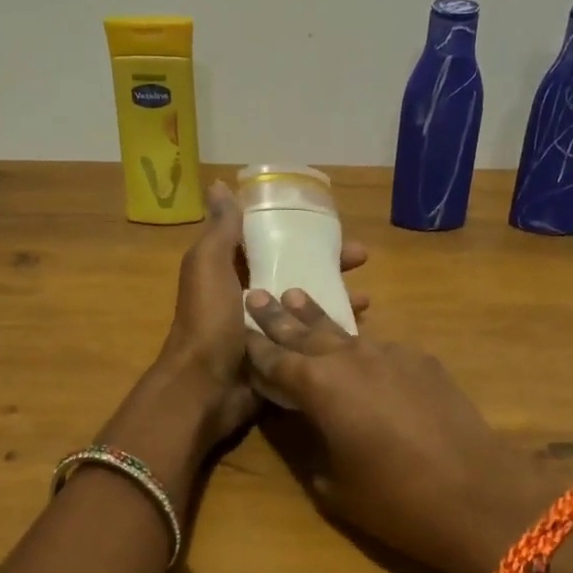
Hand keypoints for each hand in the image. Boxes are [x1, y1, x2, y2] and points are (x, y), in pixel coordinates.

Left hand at [158, 182, 368, 444]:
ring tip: (367, 298)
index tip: (332, 225)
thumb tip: (219, 184)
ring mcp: (268, 328)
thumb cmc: (208, 321)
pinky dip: (332, 331)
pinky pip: (311, 337)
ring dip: (337, 297)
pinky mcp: (282, 355)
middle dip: (330, 263)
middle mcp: (251, 296)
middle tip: (362, 258)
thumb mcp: (208, 266)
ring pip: (308, 305)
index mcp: (232, 271)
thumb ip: (220, 229)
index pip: (271, 241)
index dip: (300, 231)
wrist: (205, 388)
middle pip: (297, 271)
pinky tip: (358, 328)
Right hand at [243, 290, 552, 572]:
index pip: (275, 359)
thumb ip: (312, 445)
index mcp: (319, 387)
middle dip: (279, 315)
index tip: (237, 329)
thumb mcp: (334, 485)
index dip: (254, 346)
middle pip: (306, 331)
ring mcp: (392, 354)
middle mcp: (351, 358)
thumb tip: (310, 425)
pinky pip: (382, 348)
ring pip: (345, 332)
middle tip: (256, 294)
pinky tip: (360, 351)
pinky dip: (362, 348)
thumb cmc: (395, 501)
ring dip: (319, 319)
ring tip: (298, 298)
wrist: (478, 494)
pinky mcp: (424, 362)